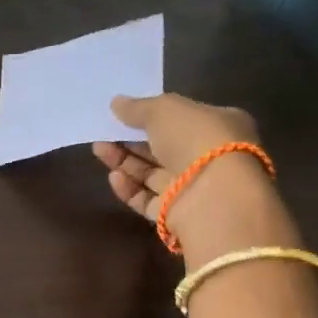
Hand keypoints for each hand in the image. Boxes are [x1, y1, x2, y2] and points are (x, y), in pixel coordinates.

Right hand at [91, 94, 299, 261]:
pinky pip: (147, 200)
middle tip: (102, 133)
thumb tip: (116, 103)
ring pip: (151, 174)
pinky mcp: (175, 214)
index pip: (182, 119)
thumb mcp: (165, 110)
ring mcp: (191, 188)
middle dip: (131, 140)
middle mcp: (208, 158)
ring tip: (98, 149)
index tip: (123, 114)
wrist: (213, 197)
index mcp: (218, 126)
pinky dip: (129, 188)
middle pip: (162, 148)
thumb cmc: (196, 140)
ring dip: (124, 162)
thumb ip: (138, 107)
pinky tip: (114, 177)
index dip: (152, 116)